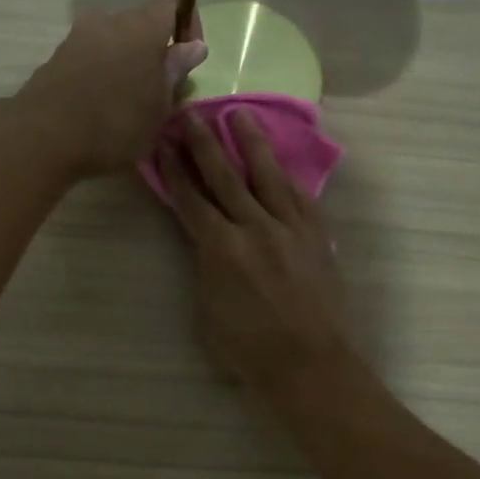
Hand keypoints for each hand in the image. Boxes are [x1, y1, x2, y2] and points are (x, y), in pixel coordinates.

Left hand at [12, 0, 207, 175]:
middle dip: (156, 48)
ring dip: (128, 62)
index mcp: (142, 26)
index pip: (173, 1)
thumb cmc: (115, 123)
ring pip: (115, 41)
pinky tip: (103, 105)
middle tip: (162, 87)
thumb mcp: (159, 106)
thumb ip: (175, 71)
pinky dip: (104, 73)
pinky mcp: (57, 58)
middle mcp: (109, 21)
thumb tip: (194, 46)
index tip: (190, 55)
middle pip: (142, 23)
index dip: (188, 22)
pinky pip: (92, 57)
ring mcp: (78, 37)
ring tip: (132, 101)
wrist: (42, 138)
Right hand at [158, 109, 354, 398]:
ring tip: (239, 114)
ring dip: (251, 142)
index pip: (191, 199)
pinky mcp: (316, 235)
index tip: (163, 143)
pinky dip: (286, 176)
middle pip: (225, 176)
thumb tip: (206, 241)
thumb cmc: (249, 350)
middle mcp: (254, 227)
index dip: (174, 170)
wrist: (310, 364)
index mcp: (220, 249)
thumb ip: (205, 266)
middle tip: (191, 114)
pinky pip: (300, 196)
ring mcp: (290, 228)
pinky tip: (279, 162)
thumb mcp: (208, 310)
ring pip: (267, 175)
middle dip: (204, 144)